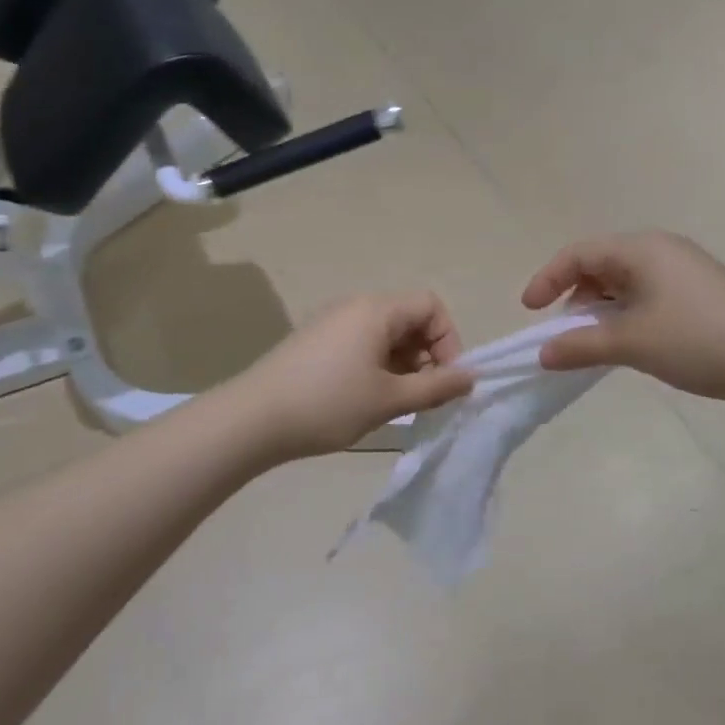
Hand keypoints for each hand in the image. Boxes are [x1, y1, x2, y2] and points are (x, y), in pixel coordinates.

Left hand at [230, 292, 474, 461]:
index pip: (430, 305)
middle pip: (408, 319)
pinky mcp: (316, 342)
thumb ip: (435, 387)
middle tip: (423, 397)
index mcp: (375, 310)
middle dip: (427, 356)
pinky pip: (362, 344)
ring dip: (403, 365)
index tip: (445, 379)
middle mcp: (355, 306)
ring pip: (385, 335)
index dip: (448, 339)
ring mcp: (332, 323)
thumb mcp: (389, 399)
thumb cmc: (328, 404)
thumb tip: (472, 377)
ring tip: (397, 403)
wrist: (252, 420)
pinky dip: (378, 367)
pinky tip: (368, 400)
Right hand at [521, 232, 724, 404]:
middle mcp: (661, 250)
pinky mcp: (697, 292)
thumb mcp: (630, 343)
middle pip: (601, 263)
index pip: (580, 253)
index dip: (548, 278)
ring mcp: (683, 270)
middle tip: (563, 329)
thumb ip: (580, 345)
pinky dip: (624, 312)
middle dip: (574, 294)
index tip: (530, 310)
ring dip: (599, 307)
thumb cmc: (695, 340)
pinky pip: (645, 293)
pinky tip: (626, 340)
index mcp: (642, 249)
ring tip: (593, 339)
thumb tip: (542, 354)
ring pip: (623, 280)